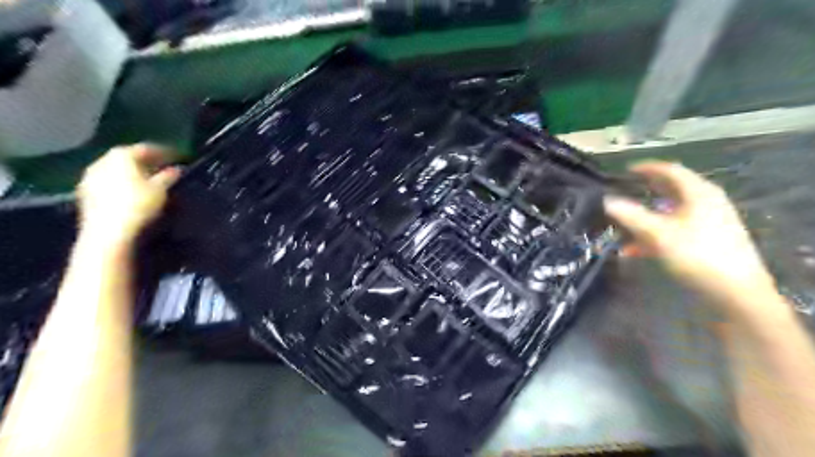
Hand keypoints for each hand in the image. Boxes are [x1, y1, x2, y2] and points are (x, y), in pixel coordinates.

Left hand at [76, 145, 178, 245]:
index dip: (163, 152)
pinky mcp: (86, 192)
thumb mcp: (160, 190)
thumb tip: (176, 169)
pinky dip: (122, 183)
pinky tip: (132, 192)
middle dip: (146, 162)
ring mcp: (91, 176)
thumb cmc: (137, 205)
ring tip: (149, 180)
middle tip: (163, 167)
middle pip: (128, 157)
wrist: (108, 230)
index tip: (176, 157)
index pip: (145, 149)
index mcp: (122, 156)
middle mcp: (102, 161)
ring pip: (116, 169)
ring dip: (133, 172)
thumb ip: (168, 176)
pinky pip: (108, 181)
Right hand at [601, 161, 779, 313]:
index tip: (626, 171)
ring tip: (625, 226)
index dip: (647, 168)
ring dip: (647, 217)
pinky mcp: (709, 240)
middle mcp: (707, 202)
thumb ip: (631, 215)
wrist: (736, 292)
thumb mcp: (658, 234)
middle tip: (624, 192)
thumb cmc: (697, 255)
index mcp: (699, 193)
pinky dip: (656, 234)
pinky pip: (676, 229)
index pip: (671, 170)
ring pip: (671, 212)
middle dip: (645, 192)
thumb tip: (606, 200)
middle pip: (671, 190)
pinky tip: (638, 249)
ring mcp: (710, 221)